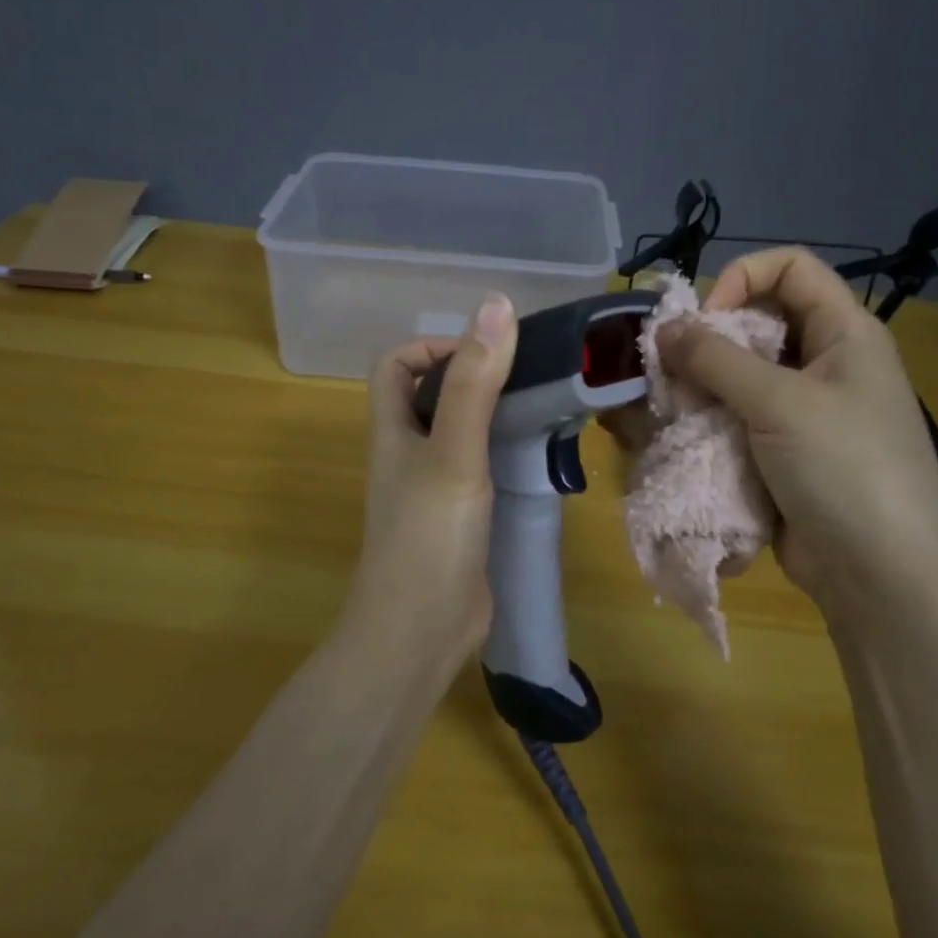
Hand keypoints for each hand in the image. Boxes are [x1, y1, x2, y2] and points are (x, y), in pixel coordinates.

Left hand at [345, 293, 518, 653]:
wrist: (421, 633)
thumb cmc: (429, 536)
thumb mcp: (454, 452)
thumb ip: (475, 383)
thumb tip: (496, 304)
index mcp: (392, 430)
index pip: (396, 364)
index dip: (434, 346)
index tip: (485, 353)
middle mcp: (408, 453)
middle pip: (433, 394)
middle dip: (476, 377)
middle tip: (530, 376)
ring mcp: (434, 488)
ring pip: (462, 433)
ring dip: (497, 415)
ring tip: (545, 408)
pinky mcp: (460, 518)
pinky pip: (482, 470)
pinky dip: (507, 455)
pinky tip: (542, 458)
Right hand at [657, 249, 937, 614]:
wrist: (882, 576)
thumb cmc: (844, 469)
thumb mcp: (780, 403)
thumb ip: (716, 359)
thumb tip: (665, 329)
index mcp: (846, 333)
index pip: (792, 267)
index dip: (744, 278)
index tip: (706, 320)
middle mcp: (828, 363)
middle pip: (761, 321)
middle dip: (712, 338)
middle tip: (674, 369)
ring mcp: (808, 412)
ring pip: (744, 375)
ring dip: (705, 386)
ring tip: (675, 407)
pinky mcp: (786, 453)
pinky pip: (741, 419)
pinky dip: (712, 422)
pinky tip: (687, 437)